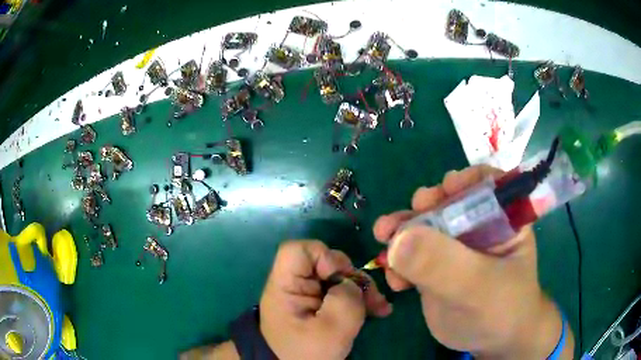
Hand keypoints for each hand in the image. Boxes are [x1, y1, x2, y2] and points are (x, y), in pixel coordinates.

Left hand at [260, 240, 391, 359]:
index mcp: (285, 287)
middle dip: (353, 278)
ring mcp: (308, 295)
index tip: (338, 279)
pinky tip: (376, 310)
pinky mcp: (318, 305)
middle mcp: (295, 285)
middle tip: (372, 298)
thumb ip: (345, 300)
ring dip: (361, 290)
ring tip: (379, 308)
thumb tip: (351, 283)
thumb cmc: (307, 354)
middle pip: (325, 263)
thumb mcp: (330, 331)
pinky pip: (341, 292)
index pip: (298, 250)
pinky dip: (359, 299)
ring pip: (338, 278)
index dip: (323, 257)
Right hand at [373, 166, 573, 358]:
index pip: (487, 183)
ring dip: (401, 231)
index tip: (441, 192)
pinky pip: (412, 254)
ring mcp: (454, 247)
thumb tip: (397, 239)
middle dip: (423, 208)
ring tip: (383, 239)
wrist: (490, 343)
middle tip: (402, 219)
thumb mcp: (478, 287)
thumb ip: (443, 264)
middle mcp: (477, 226)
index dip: (464, 181)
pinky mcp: (435, 267)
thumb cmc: (501, 310)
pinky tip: (394, 280)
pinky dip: (397, 261)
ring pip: (424, 227)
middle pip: (447, 202)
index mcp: (503, 218)